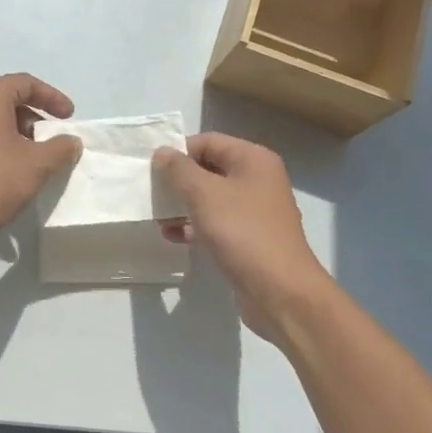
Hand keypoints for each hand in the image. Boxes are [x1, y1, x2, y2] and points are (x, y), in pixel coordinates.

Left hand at [0, 74, 82, 256]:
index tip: (69, 118)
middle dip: (35, 118)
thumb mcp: (37, 164)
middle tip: (52, 140)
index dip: (52, 97)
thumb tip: (71, 141)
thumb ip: (60, 148)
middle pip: (8, 100)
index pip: (26, 83)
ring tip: (35, 159)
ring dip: (18, 134)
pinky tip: (10, 172)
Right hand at [154, 133, 333, 344]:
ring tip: (157, 216)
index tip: (152, 169)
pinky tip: (172, 236)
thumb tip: (162, 151)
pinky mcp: (250, 238)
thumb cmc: (243, 232)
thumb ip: (179, 169)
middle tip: (151, 192)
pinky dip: (195, 226)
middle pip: (210, 168)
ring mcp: (255, 211)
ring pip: (211, 198)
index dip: (179, 151)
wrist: (280, 291)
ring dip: (183, 205)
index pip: (208, 141)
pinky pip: (217, 223)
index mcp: (253, 159)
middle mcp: (258, 180)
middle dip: (179, 180)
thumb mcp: (204, 194)